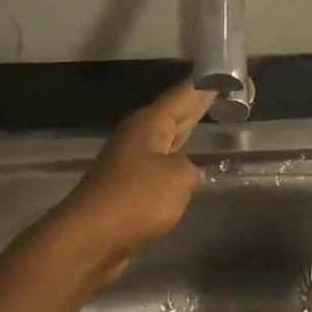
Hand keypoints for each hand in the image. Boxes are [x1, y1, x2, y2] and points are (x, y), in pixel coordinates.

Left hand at [50, 79, 212, 286]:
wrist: (90, 238)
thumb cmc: (135, 199)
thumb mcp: (178, 178)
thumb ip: (191, 169)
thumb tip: (187, 173)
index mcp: (149, 125)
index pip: (181, 96)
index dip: (202, 86)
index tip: (220, 73)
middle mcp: (137, 138)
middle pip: (172, 116)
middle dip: (196, 106)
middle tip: (220, 91)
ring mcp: (130, 164)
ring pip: (166, 141)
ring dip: (185, 132)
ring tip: (208, 121)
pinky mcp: (128, 191)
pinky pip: (160, 168)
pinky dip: (177, 162)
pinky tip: (188, 167)